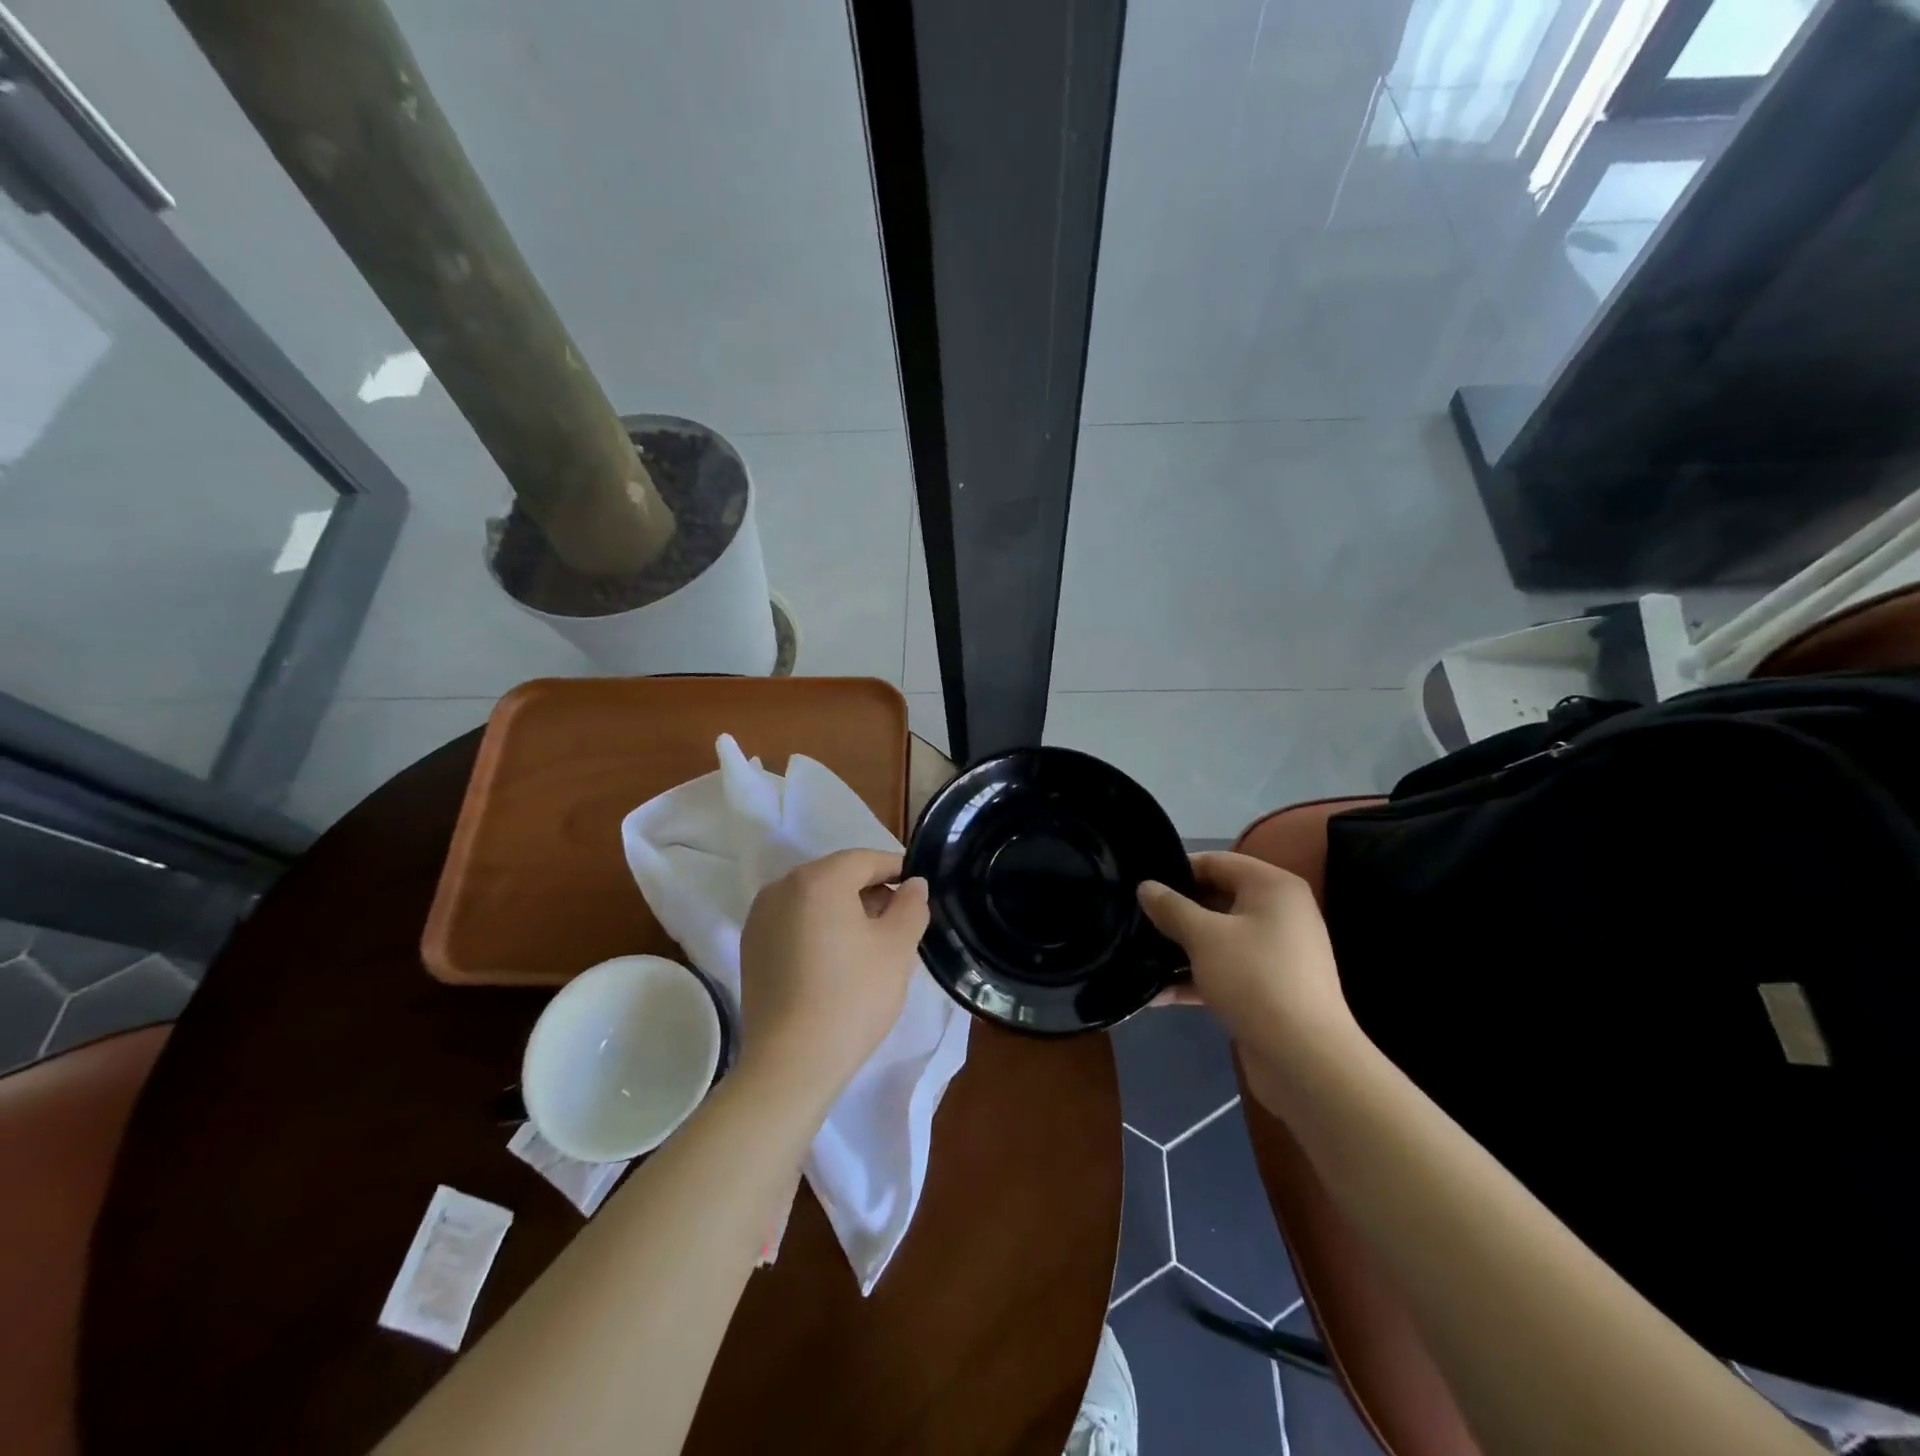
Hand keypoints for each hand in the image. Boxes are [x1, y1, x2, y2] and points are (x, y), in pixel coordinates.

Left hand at [737, 849, 928, 1105]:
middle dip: (870, 890)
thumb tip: (913, 884)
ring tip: (872, 940)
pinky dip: (819, 927)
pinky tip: (838, 958)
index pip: (864, 859)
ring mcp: (760, 918)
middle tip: (900, 918)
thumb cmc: (852, 997)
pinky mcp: (751, 948)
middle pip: (836, 875)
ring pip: (813, 898)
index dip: (896, 869)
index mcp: (817, 879)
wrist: (791, 1064)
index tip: (918, 889)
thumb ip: (911, 905)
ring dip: (844, 909)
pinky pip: (794, 922)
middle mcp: (781, 888)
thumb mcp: (897, 948)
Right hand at [1138, 852, 1354, 1062]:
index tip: (1141, 886)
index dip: (1177, 870)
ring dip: (1181, 947)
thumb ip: (1171, 907)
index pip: (1216, 861)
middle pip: (1217, 899)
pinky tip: (1158, 995)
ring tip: (1140, 954)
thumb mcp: (1204, 936)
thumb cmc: (1254, 979)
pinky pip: (1226, 969)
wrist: (1305, 1059)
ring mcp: (1276, 952)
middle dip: (1176, 911)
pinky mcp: (1269, 987)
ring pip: (1219, 937)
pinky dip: (1197, 977)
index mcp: (1272, 887)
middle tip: (1135, 919)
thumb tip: (1146, 886)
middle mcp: (1279, 912)